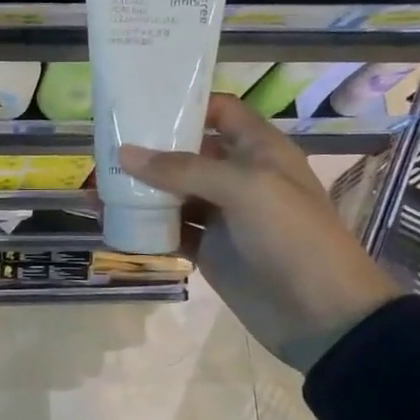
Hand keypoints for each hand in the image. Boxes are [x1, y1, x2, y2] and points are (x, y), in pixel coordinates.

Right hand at [121, 94, 403, 371]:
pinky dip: (144, 226)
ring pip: (173, 193)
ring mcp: (221, 215)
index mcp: (259, 150)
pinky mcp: (208, 250)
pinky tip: (112, 221)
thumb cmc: (292, 236)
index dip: (186, 104)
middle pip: (188, 152)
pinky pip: (170, 230)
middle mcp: (238, 177)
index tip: (141, 104)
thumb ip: (182, 170)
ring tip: (98, 183)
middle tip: (104, 145)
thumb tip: (124, 154)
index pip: (220, 112)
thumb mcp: (244, 189)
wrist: (321, 314)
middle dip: (150, 148)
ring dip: (140, 189)